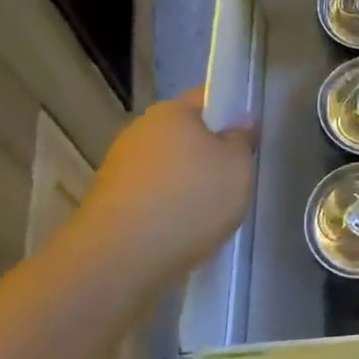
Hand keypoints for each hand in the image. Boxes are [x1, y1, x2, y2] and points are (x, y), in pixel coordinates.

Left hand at [65, 90, 256, 306]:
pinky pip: (151, 198)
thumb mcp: (237, 166)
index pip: (208, 99)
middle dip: (209, 154)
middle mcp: (140, 131)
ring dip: (187, 185)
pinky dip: (168, 210)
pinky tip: (183, 233)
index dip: (232, 113)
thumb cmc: (189, 200)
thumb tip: (239, 123)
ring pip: (168, 168)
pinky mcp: (109, 204)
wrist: (119, 260)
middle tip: (235, 180)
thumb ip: (242, 139)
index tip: (249, 139)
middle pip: (186, 135)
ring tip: (210, 215)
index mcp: (171, 112)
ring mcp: (120, 168)